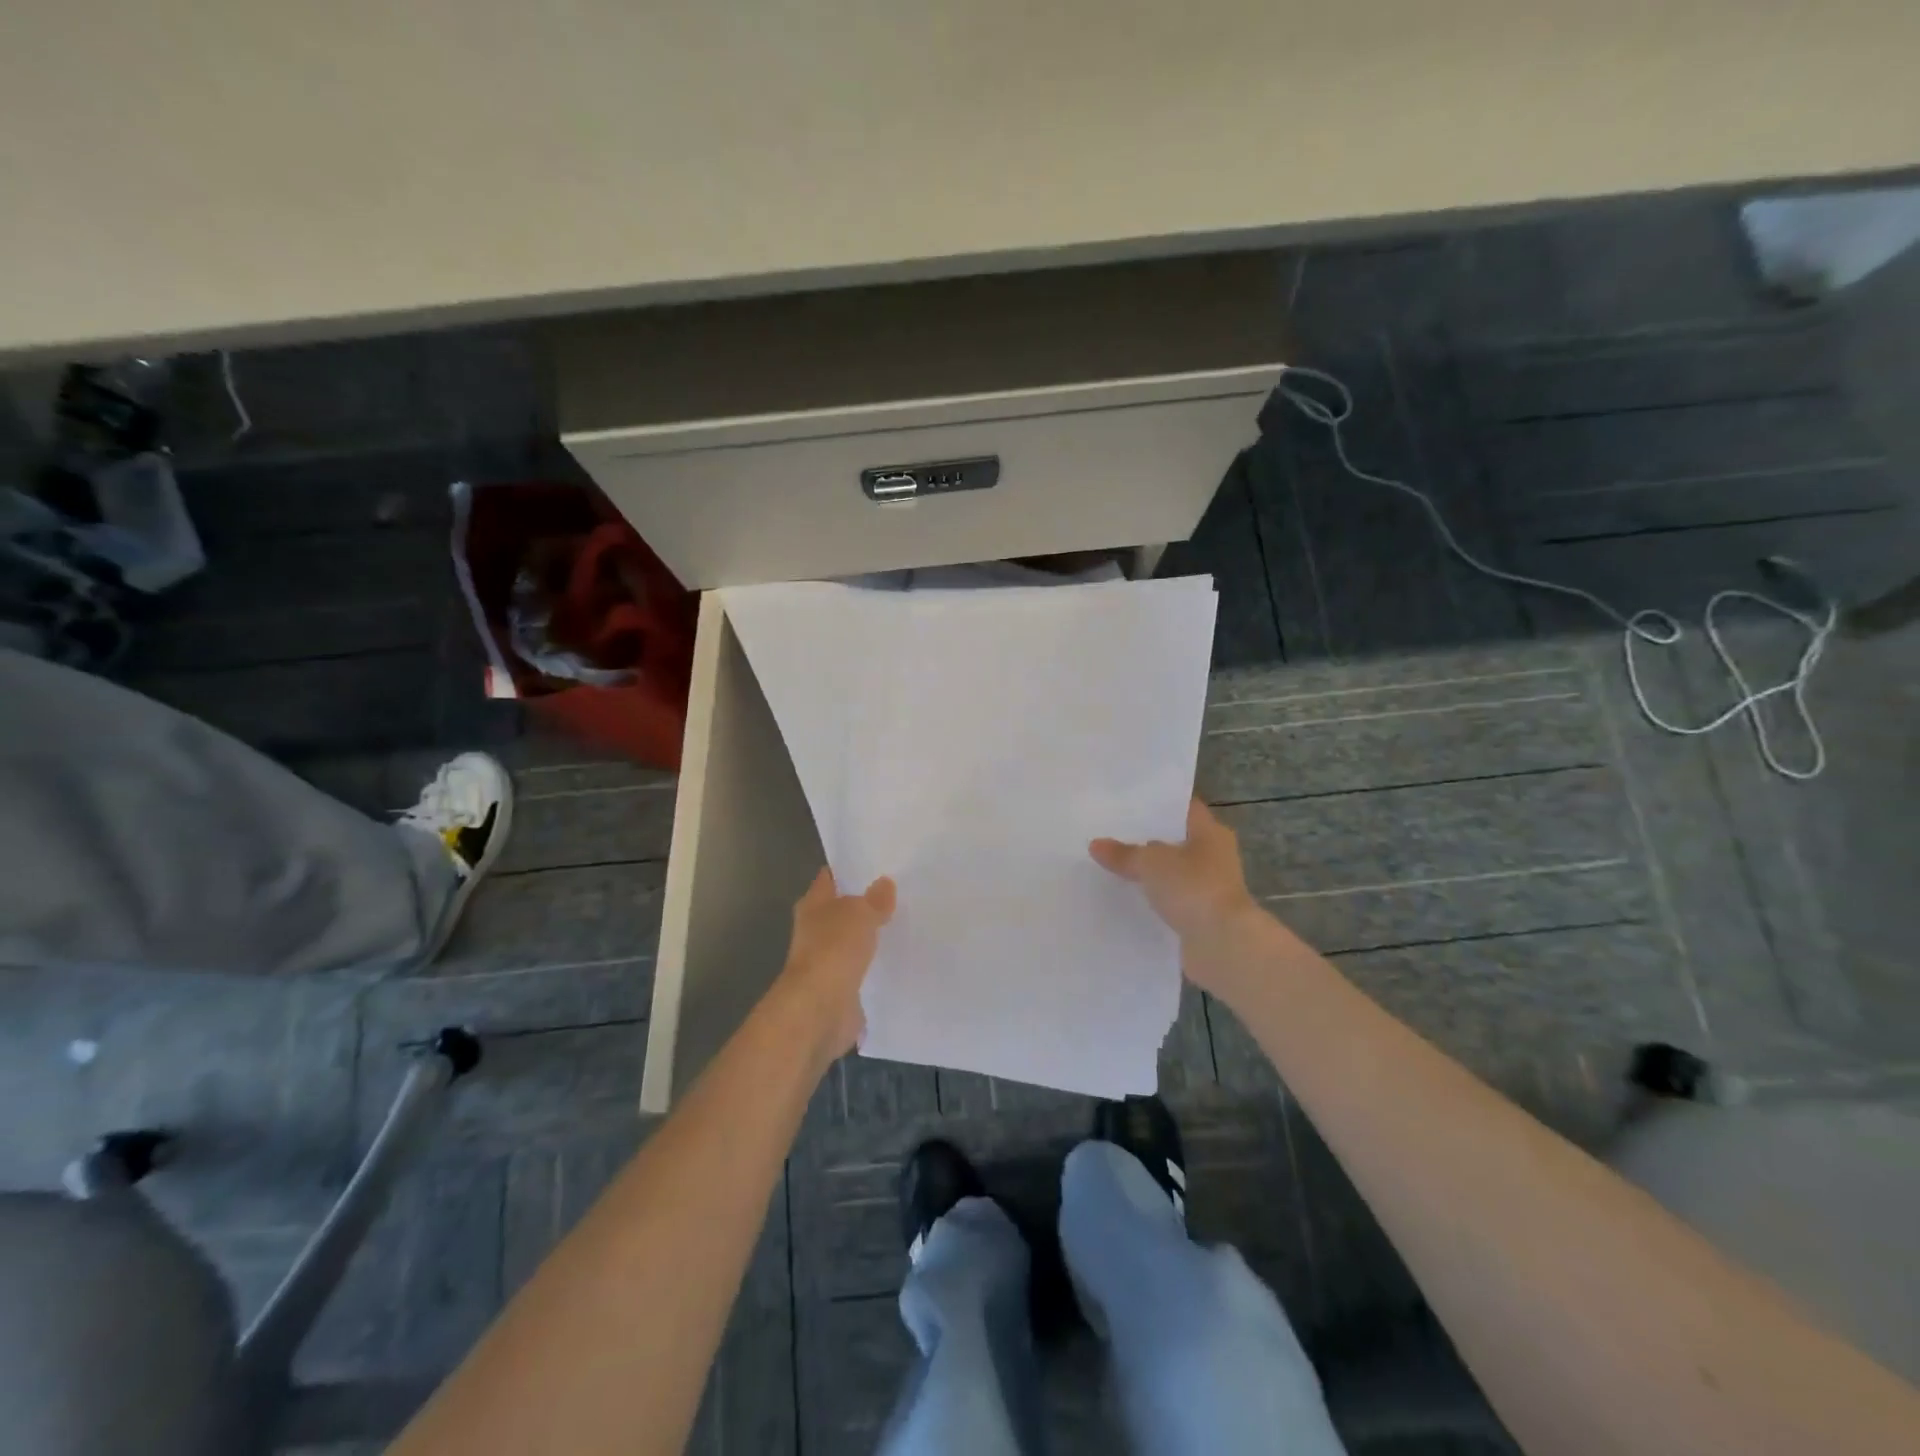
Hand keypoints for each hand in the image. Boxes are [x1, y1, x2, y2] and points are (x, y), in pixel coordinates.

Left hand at [775, 868, 895, 1061]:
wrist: (820, 1010)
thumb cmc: (833, 950)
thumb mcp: (860, 914)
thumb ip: (874, 899)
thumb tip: (884, 883)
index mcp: (813, 905)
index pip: (831, 878)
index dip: (849, 869)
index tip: (877, 863)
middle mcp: (816, 931)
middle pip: (843, 910)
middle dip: (866, 903)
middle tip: (900, 893)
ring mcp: (827, 961)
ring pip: (854, 941)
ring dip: (872, 937)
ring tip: (905, 924)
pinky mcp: (841, 988)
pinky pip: (863, 970)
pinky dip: (876, 967)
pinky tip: (900, 959)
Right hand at [1090, 799, 1265, 995]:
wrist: (1222, 945)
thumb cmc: (1193, 887)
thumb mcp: (1150, 863)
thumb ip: (1123, 853)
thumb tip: (1096, 844)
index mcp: (1210, 833)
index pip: (1183, 809)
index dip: (1158, 804)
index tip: (1127, 803)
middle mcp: (1214, 857)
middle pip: (1176, 842)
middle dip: (1147, 840)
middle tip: (1110, 833)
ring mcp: (1209, 888)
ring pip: (1172, 873)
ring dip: (1150, 873)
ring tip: (1111, 866)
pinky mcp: (1201, 917)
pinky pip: (1170, 901)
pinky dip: (1153, 901)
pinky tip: (1125, 898)